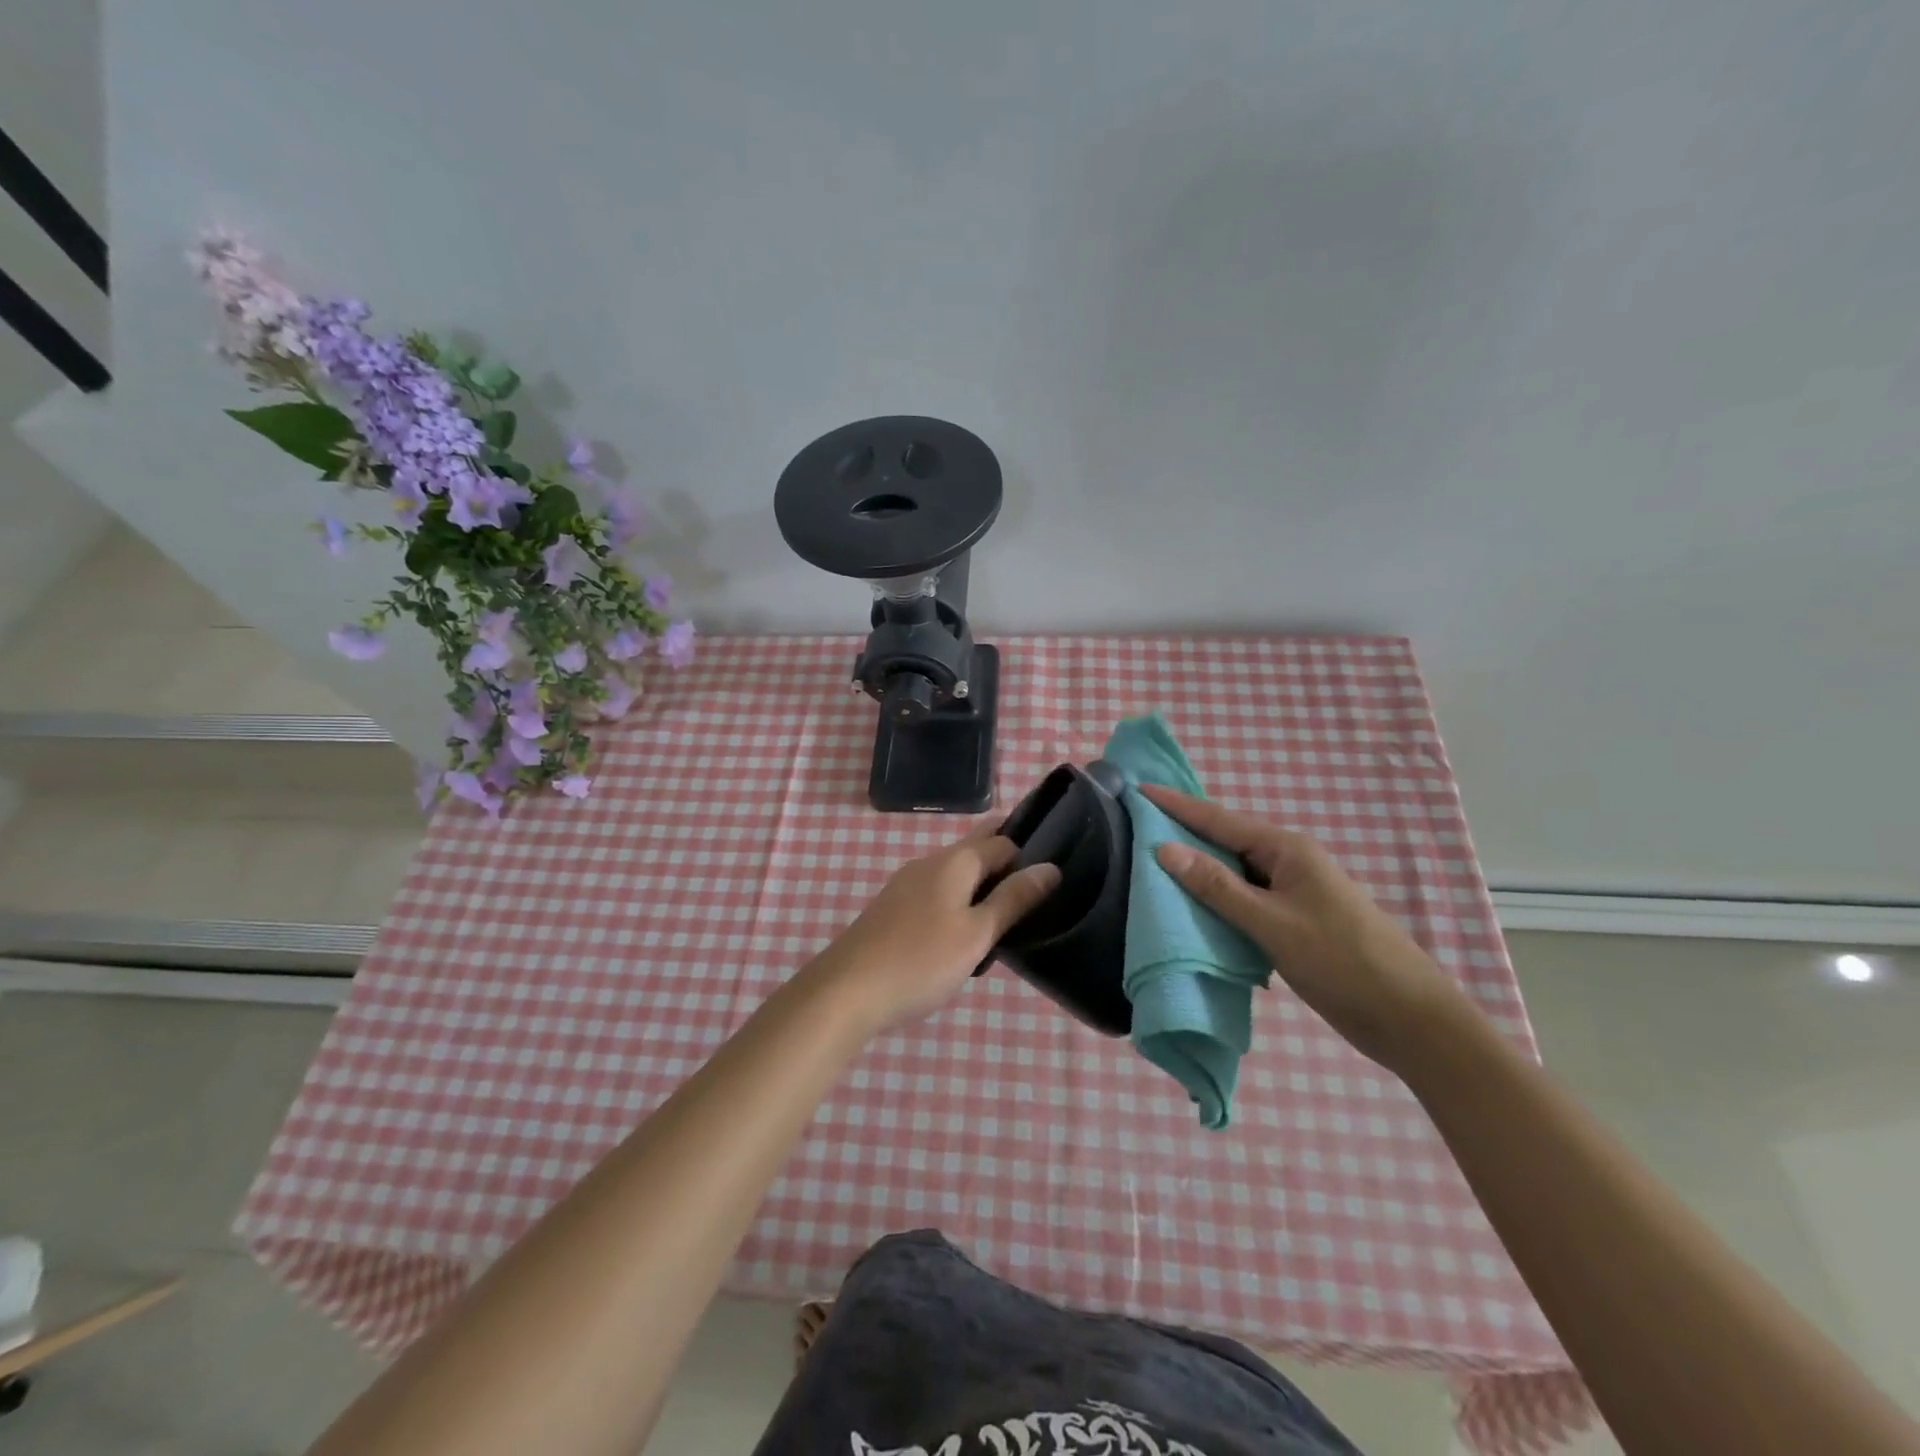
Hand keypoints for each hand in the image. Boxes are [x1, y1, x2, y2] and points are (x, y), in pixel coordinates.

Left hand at [804, 823, 1061, 1035]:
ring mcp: (905, 885)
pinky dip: (957, 900)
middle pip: (974, 849)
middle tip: (1033, 889)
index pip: (1002, 842)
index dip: (1028, 853)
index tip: (1053, 874)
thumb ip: (1013, 899)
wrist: (845, 991)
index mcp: (953, 861)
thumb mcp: (977, 933)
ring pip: (954, 873)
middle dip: (1003, 860)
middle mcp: (928, 863)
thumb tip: (1051, 868)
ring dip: (980, 883)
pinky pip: (936, 892)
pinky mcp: (892, 909)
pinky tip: (964, 930)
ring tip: (1006, 914)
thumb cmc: (920, 960)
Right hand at [1140, 785, 1468, 1071]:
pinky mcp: (1296, 921)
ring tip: (1151, 866)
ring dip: (1199, 872)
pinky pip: (1245, 900)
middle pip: (1225, 842)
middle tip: (1134, 829)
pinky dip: (1217, 900)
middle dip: (1183, 835)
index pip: (1218, 820)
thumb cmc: (1342, 962)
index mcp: (1287, 850)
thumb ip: (1217, 887)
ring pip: (1235, 873)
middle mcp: (1289, 862)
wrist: (1411, 1019)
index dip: (1176, 805)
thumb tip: (1165, 848)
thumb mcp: (1272, 923)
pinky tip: (1193, 908)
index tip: (1139, 790)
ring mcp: (1294, 892)